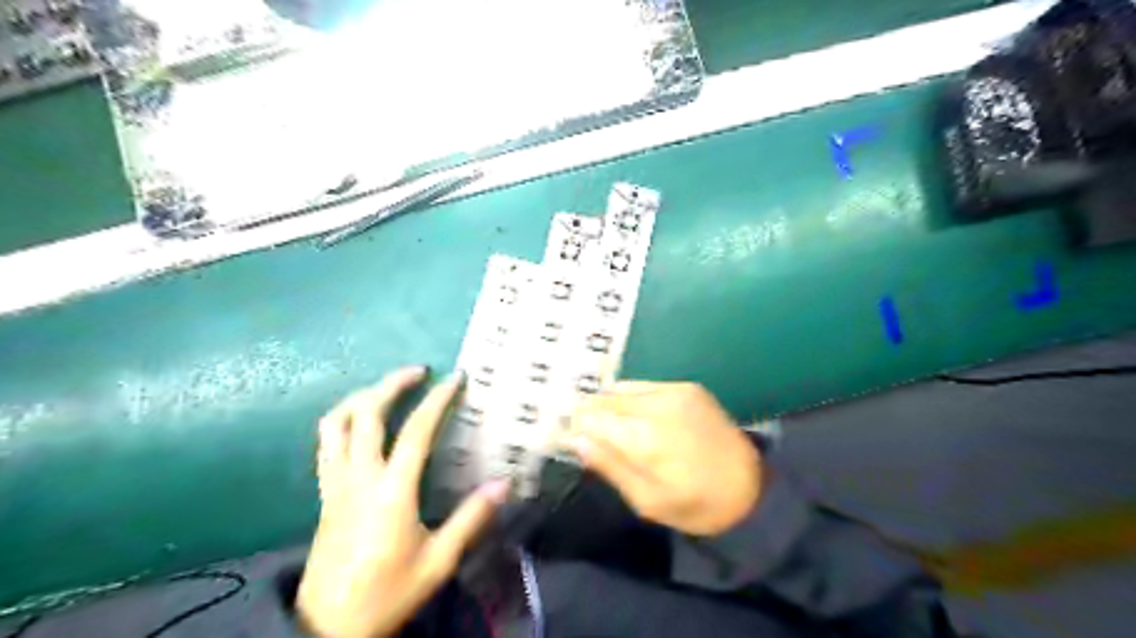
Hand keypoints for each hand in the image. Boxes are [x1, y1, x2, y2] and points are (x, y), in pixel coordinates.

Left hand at [297, 366, 509, 637]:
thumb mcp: (438, 561)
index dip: (437, 399)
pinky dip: (342, 420)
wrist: (326, 627)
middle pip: (367, 414)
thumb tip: (505, 483)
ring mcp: (336, 483)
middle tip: (418, 371)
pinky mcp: (324, 493)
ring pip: (337, 423)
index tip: (456, 378)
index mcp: (391, 491)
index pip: (416, 431)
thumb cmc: (388, 592)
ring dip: (362, 397)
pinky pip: (326, 443)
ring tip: (386, 389)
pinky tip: (360, 423)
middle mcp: (359, 477)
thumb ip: (471, 519)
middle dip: (392, 384)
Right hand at [558, 382, 762, 535]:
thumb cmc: (696, 505)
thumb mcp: (647, 501)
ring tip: (618, 428)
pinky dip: (634, 399)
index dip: (576, 427)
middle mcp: (655, 404)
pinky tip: (641, 418)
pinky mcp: (688, 387)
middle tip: (594, 437)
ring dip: (612, 405)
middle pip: (603, 398)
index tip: (573, 439)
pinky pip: (645, 386)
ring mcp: (674, 390)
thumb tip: (576, 440)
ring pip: (622, 388)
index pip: (589, 416)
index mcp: (643, 437)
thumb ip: (610, 466)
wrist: (752, 486)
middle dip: (592, 415)